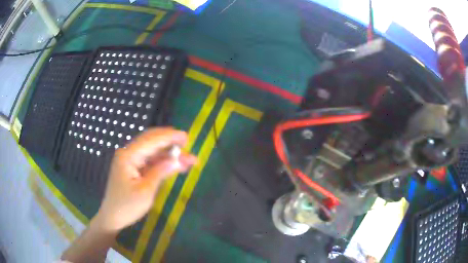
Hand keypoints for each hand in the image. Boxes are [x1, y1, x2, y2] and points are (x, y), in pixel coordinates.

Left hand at [93, 127, 196, 231]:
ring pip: (153, 152)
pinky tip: (177, 165)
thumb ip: (160, 172)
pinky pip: (151, 161)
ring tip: (188, 158)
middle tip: (188, 143)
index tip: (186, 137)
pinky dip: (164, 162)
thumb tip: (177, 159)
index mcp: (128, 156)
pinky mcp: (134, 169)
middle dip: (170, 142)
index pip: (151, 140)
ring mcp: (131, 161)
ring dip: (170, 154)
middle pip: (152, 141)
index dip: (169, 137)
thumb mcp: (146, 191)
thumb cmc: (127, 206)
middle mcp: (129, 154)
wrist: (113, 217)